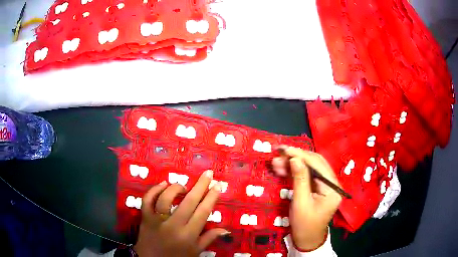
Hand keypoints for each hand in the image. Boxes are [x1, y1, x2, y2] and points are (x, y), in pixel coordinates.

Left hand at [134, 170, 228, 256]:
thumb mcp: (195, 252)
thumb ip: (209, 239)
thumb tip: (226, 229)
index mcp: (189, 235)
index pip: (203, 212)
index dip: (212, 197)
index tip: (218, 185)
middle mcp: (174, 225)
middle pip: (188, 202)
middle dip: (200, 186)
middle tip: (208, 174)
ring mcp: (157, 220)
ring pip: (166, 198)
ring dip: (176, 188)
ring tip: (183, 186)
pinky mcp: (145, 217)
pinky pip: (147, 200)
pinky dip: (154, 190)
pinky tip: (162, 184)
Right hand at [272, 147, 341, 249]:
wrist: (307, 239)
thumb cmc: (304, 225)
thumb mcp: (301, 203)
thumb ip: (299, 179)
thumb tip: (295, 159)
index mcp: (332, 188)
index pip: (318, 165)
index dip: (300, 155)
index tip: (284, 150)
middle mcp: (332, 183)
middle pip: (315, 163)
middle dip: (296, 157)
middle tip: (278, 154)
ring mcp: (326, 185)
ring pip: (311, 168)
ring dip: (294, 164)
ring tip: (277, 162)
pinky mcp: (319, 188)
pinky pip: (308, 175)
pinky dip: (296, 171)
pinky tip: (283, 169)